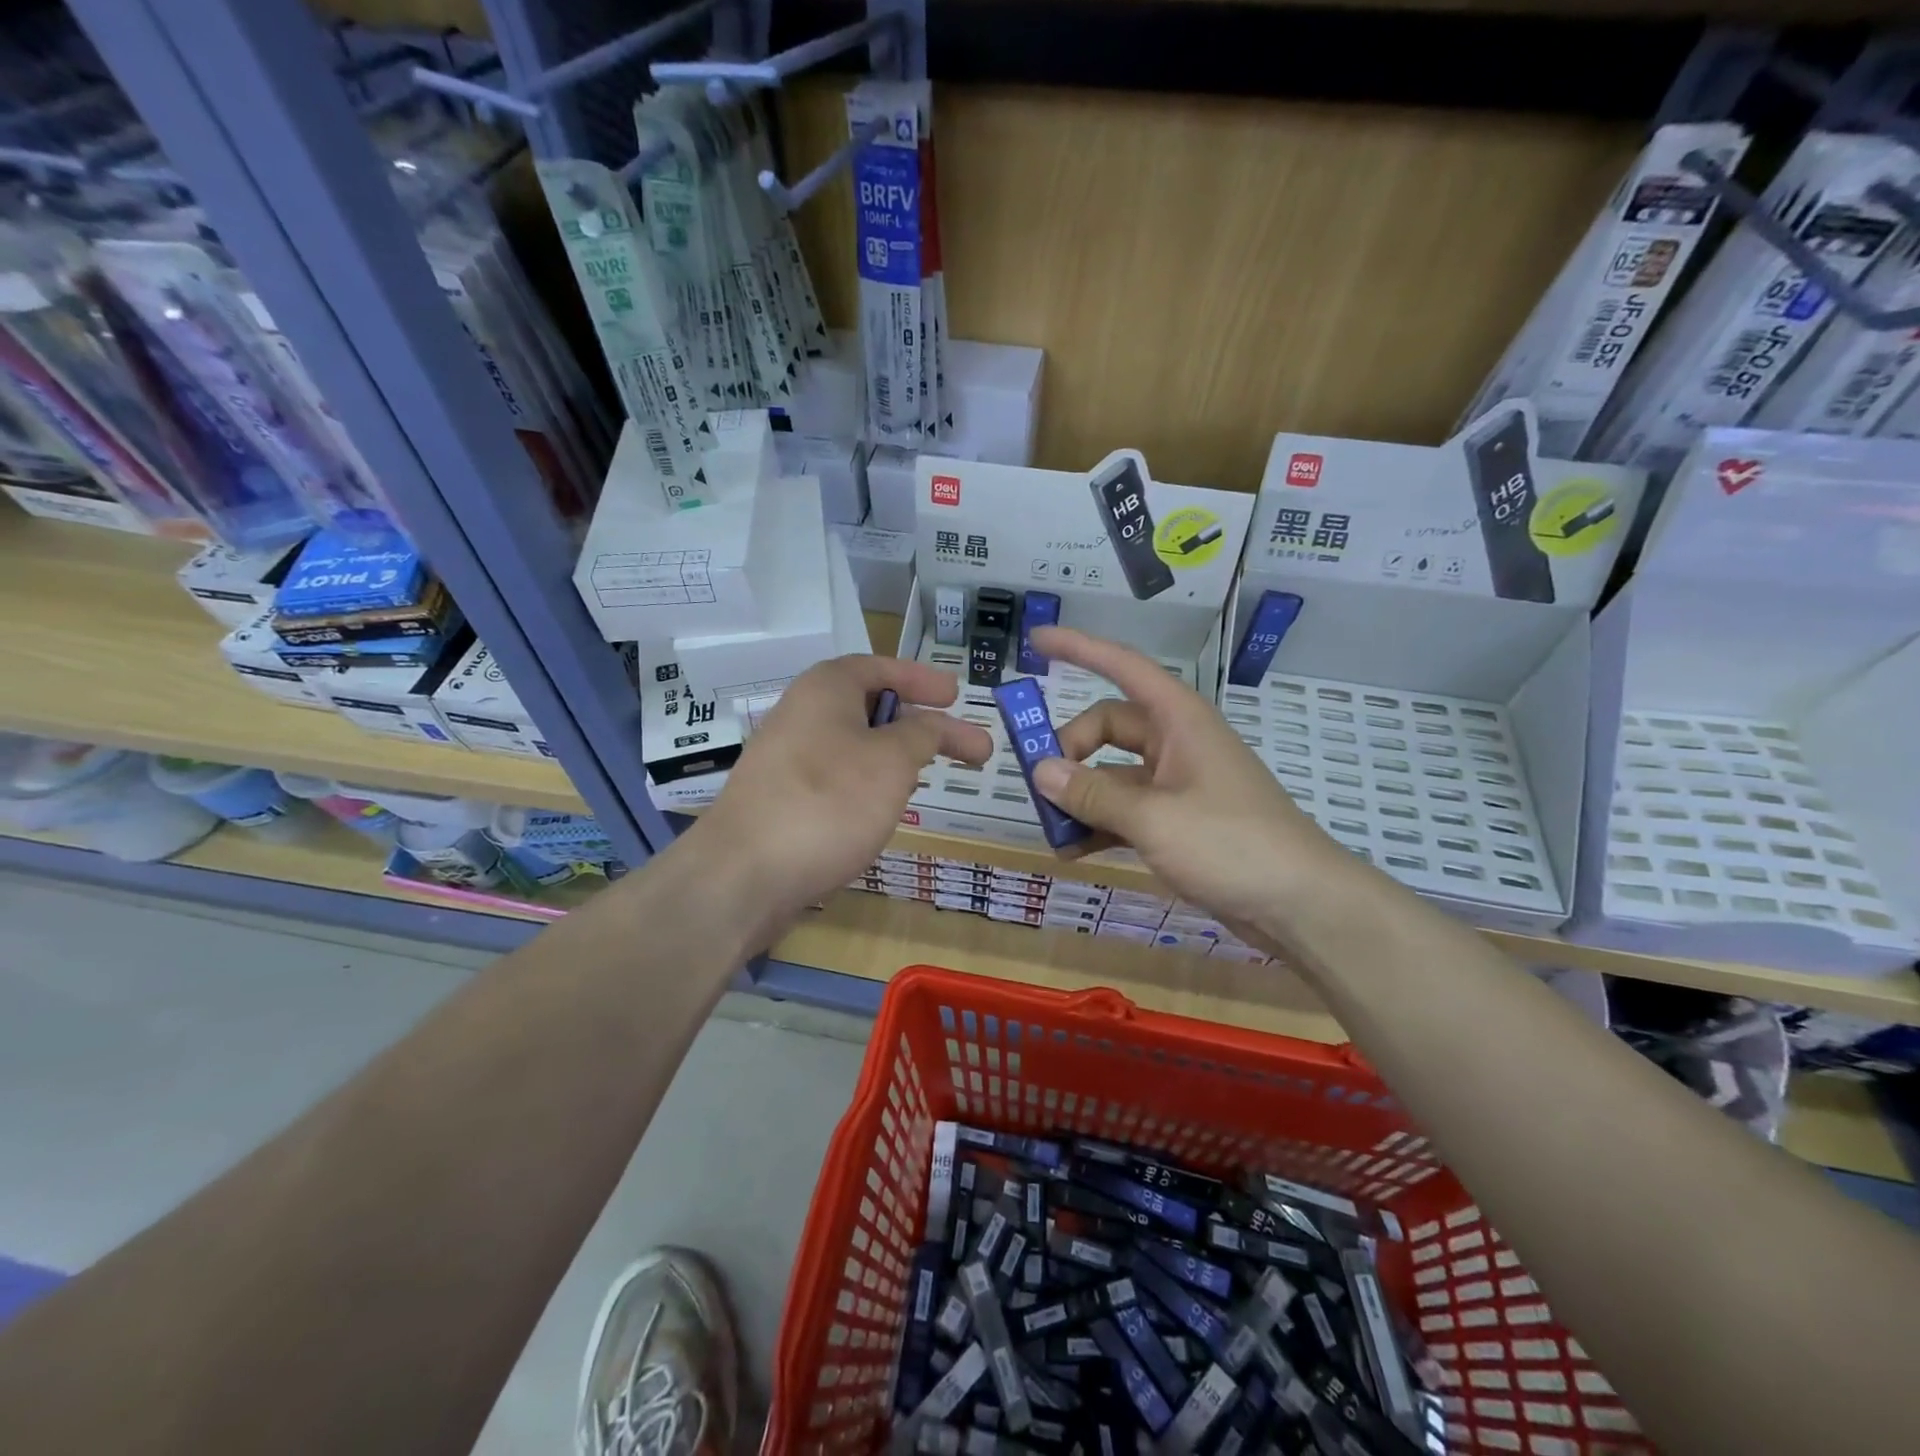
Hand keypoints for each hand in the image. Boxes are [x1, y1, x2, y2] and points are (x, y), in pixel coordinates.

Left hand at [685, 655, 991, 940]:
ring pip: (855, 746)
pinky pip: (837, 777)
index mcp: (827, 688)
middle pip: (871, 707)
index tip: (956, 695)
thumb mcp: (892, 761)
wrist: (744, 874)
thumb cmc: (828, 802)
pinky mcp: (783, 799)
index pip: (882, 667)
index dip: (923, 679)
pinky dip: (868, 784)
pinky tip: (884, 810)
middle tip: (960, 746)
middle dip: (918, 726)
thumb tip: (932, 725)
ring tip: (928, 778)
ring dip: (895, 758)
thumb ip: (922, 735)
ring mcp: (788, 758)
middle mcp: (803, 714)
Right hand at [1029, 626, 1362, 937]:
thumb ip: (1093, 794)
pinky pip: (1127, 810)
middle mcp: (1176, 743)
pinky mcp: (1179, 821)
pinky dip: (1099, 824)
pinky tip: (1072, 849)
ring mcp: (1178, 784)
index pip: (1122, 666)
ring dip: (1080, 795)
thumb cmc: (1232, 845)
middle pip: (1108, 727)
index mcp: (1179, 720)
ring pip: (1113, 774)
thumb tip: (1040, 771)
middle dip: (1069, 749)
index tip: (1037, 639)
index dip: (1079, 648)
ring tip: (1049, 827)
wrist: (1302, 904)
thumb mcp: (1154, 819)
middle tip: (1039, 785)